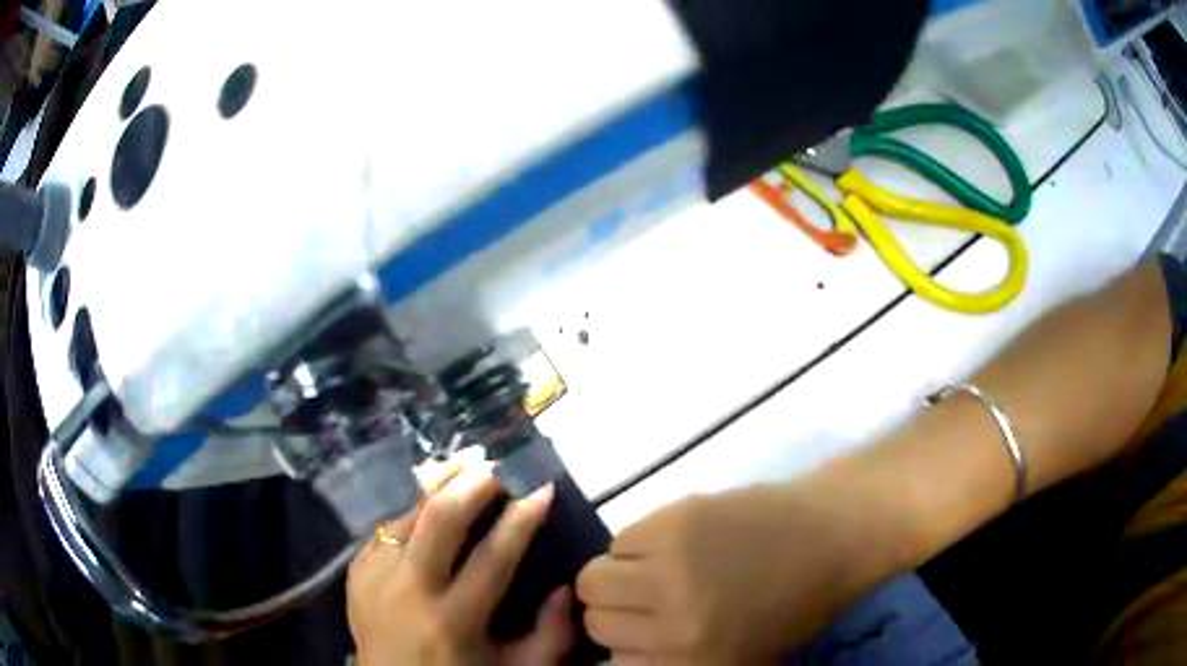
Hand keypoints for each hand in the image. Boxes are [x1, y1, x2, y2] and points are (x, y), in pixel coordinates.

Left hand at [348, 459, 574, 665]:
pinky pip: (385, 529)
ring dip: (439, 483)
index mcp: (452, 620)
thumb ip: (550, 637)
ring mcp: (374, 577)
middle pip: (439, 520)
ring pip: (407, 513)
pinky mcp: (355, 572)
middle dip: (473, 484)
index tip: (543, 488)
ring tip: (465, 460)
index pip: (492, 557)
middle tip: (499, 463)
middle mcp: (408, 590)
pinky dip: (411, 510)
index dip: (521, 520)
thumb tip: (566, 590)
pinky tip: (428, 500)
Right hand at [577, 481, 897, 662]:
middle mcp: (673, 628)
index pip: (613, 662)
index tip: (639, 632)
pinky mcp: (672, 524)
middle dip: (617, 611)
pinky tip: (670, 543)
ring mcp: (669, 573)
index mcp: (693, 664)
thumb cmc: (792, 606)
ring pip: (594, 579)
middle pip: (597, 621)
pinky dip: (635, 544)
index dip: (624, 645)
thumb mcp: (737, 658)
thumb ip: (673, 662)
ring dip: (618, 575)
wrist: (831, 538)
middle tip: (646, 597)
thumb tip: (620, 652)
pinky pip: (618, 541)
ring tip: (653, 567)